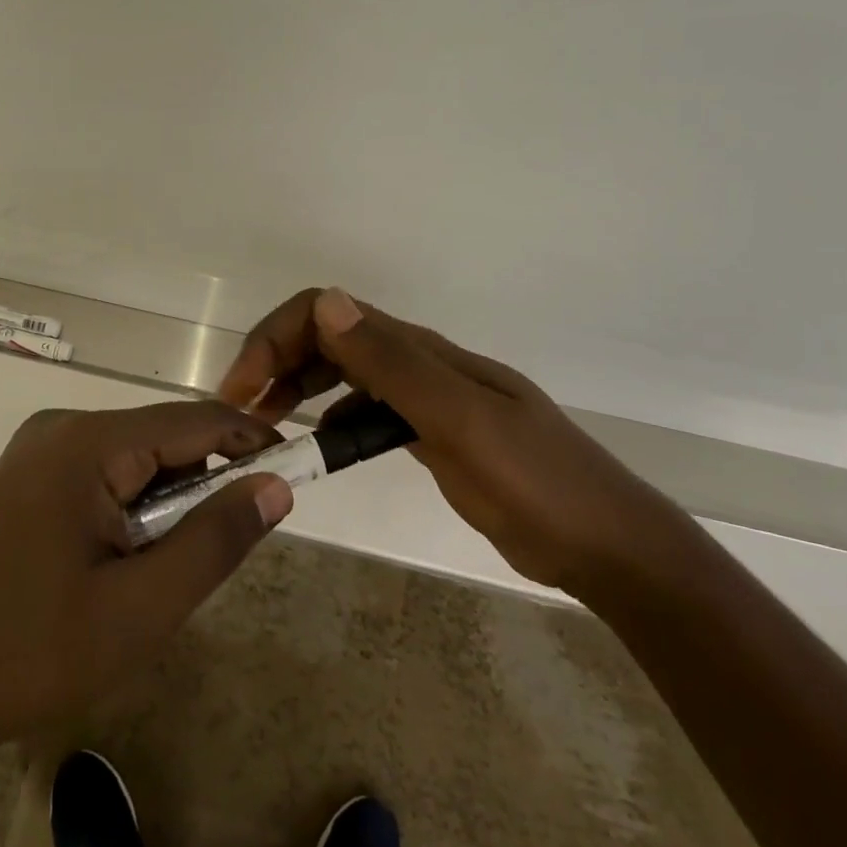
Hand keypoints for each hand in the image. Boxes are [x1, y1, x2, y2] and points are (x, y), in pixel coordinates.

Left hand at [0, 401, 294, 763]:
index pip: (194, 420)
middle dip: (206, 479)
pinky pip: (104, 471)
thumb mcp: (142, 607)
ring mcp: (40, 448)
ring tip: (171, 564)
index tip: (297, 471)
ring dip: (170, 498)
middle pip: (164, 435)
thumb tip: (277, 485)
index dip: (251, 440)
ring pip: (136, 455)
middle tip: (230, 542)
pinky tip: (128, 556)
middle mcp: (63, 426)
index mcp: (88, 442)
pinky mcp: (30, 475)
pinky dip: (135, 504)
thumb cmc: (32, 651)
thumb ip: (216, 540)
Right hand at [219, 288, 674, 594]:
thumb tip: (325, 302)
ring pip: (344, 372)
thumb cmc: (537, 483)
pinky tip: (321, 449)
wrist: (605, 544)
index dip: (277, 337)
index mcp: (421, 351)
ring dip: (298, 387)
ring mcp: (425, 399)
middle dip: (276, 360)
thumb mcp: (461, 422)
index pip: (329, 314)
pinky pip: (366, 412)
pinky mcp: (430, 433)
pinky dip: (333, 420)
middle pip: (330, 337)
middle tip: (241, 413)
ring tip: (266, 428)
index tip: (242, 390)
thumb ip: (393, 365)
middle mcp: (417, 364)